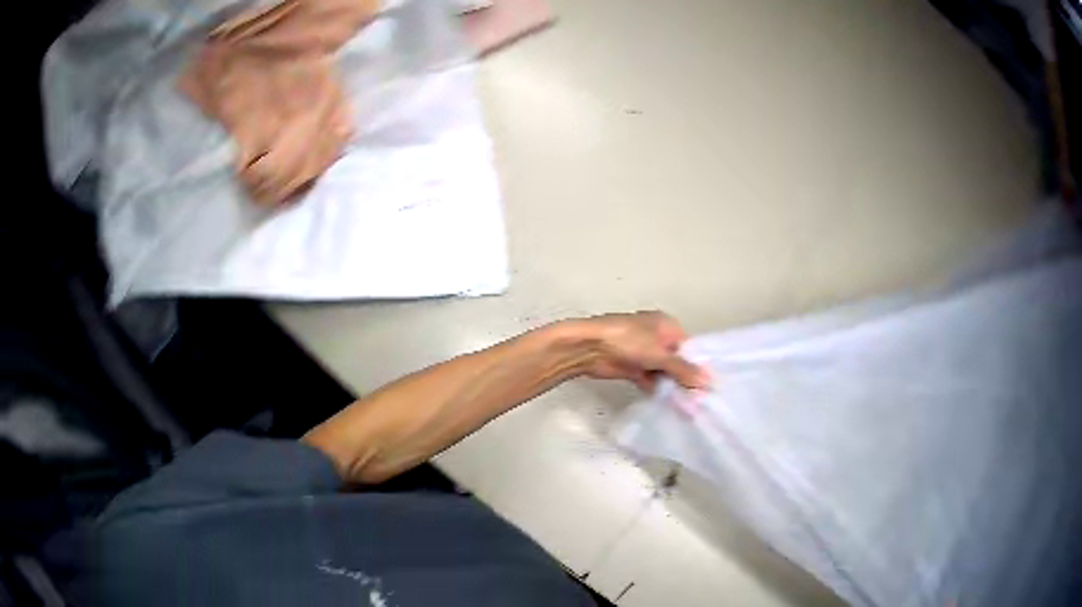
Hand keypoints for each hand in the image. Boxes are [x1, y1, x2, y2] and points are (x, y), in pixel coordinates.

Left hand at [574, 311, 708, 391]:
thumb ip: (683, 369)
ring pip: (663, 371)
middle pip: (677, 360)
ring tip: (688, 406)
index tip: (709, 386)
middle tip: (700, 400)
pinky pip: (650, 379)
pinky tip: (668, 404)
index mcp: (666, 325)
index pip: (689, 346)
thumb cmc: (628, 341)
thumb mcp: (660, 354)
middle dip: (685, 378)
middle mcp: (656, 337)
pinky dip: (657, 389)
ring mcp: (643, 353)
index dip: (698, 365)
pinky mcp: (631, 367)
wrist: (589, 347)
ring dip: (671, 385)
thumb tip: (708, 381)